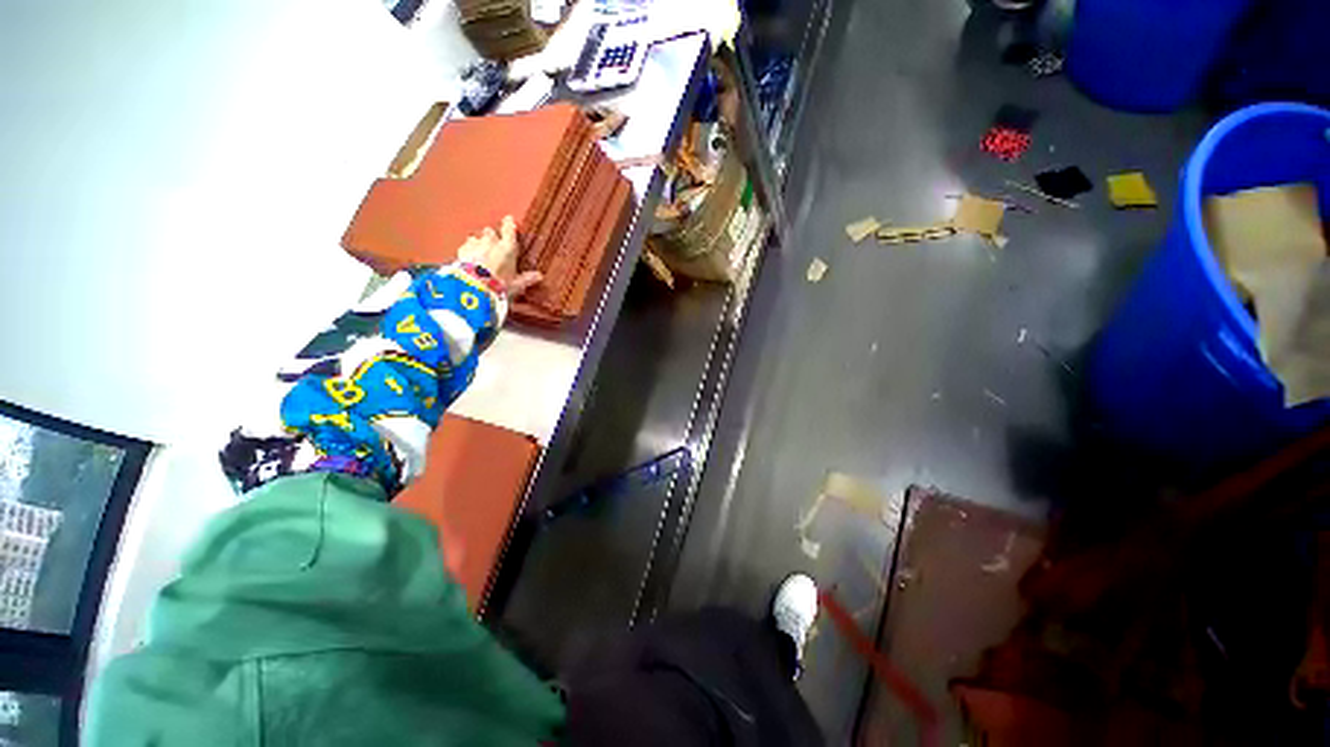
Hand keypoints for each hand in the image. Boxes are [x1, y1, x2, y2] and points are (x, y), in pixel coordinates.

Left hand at [457, 216, 542, 296]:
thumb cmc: (499, 285)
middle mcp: (491, 241)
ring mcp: (474, 244)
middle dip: (492, 237)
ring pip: (476, 237)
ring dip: (479, 243)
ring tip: (480, 253)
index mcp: (507, 248)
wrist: (472, 287)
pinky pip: (465, 246)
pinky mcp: (461, 250)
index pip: (509, 229)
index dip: (509, 224)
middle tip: (494, 246)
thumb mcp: (516, 285)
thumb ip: (526, 279)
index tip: (509, 219)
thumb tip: (539, 276)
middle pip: (490, 231)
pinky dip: (468, 251)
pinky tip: (468, 259)